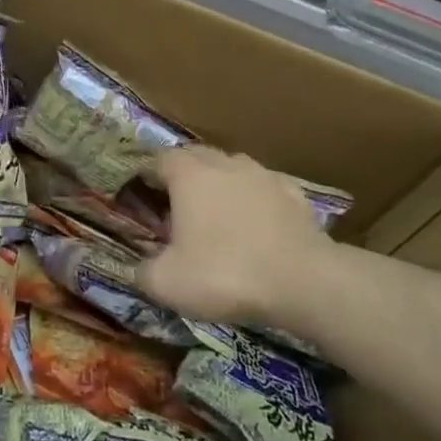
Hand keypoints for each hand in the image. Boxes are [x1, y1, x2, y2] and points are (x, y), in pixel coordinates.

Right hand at [138, 146, 339, 327]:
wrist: (304, 282)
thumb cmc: (225, 273)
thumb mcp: (168, 283)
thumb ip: (142, 272)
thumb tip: (136, 268)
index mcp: (188, 174)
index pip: (158, 160)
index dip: (148, 177)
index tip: (144, 199)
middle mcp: (224, 162)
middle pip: (195, 157)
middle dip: (184, 176)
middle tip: (178, 208)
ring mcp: (262, 174)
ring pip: (233, 168)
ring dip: (222, 185)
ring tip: (220, 215)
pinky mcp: (295, 193)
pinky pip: (266, 188)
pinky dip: (257, 200)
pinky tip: (259, 224)